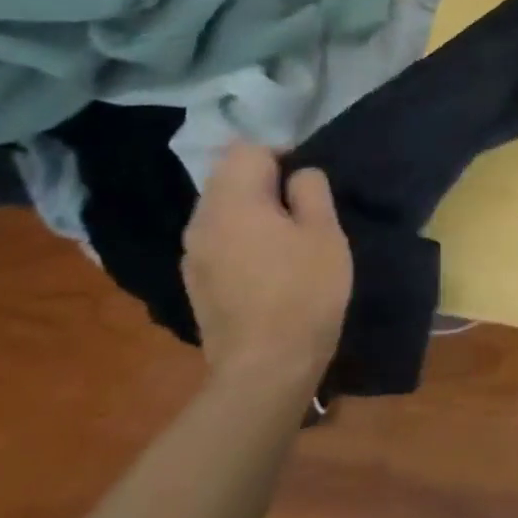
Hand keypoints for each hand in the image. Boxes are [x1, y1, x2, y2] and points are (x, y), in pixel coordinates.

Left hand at [181, 143, 353, 389]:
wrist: (266, 367)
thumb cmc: (305, 291)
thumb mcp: (325, 232)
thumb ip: (311, 189)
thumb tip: (298, 175)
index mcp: (233, 201)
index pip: (247, 150)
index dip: (281, 154)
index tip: (307, 182)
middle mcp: (201, 220)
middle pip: (227, 176)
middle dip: (263, 180)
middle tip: (300, 207)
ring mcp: (192, 254)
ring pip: (220, 208)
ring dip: (249, 209)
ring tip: (284, 235)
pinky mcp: (194, 282)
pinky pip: (216, 238)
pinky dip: (238, 236)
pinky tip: (265, 264)